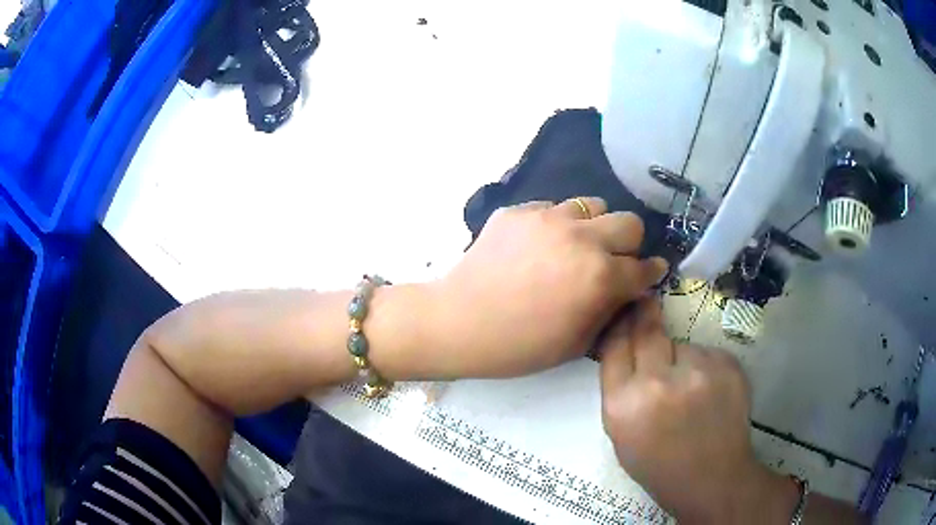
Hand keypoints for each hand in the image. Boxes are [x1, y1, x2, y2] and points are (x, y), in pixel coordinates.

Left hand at [430, 198, 667, 377]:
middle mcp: (581, 238)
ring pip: (592, 205)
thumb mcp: (576, 343)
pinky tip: (537, 246)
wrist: (459, 323)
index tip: (650, 273)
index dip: (651, 272)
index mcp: (600, 276)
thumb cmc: (519, 346)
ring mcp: (548, 218)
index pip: (643, 266)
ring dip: (594, 226)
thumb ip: (610, 311)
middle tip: (613, 259)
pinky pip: (552, 208)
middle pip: (629, 222)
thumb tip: (627, 290)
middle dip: (629, 243)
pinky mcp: (519, 211)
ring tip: (575, 246)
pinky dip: (555, 225)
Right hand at [598, 299, 798, 523]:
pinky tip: (710, 393)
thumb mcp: (621, 434)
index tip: (624, 309)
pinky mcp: (728, 365)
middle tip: (647, 306)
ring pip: (682, 345)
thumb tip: (625, 342)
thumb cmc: (659, 464)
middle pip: (647, 331)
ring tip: (690, 390)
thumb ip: (619, 389)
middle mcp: (658, 383)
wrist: (712, 478)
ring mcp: (698, 371)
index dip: (620, 324)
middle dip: (646, 316)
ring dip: (680, 358)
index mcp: (623, 405)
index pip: (615, 345)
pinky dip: (705, 366)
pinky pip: (707, 353)